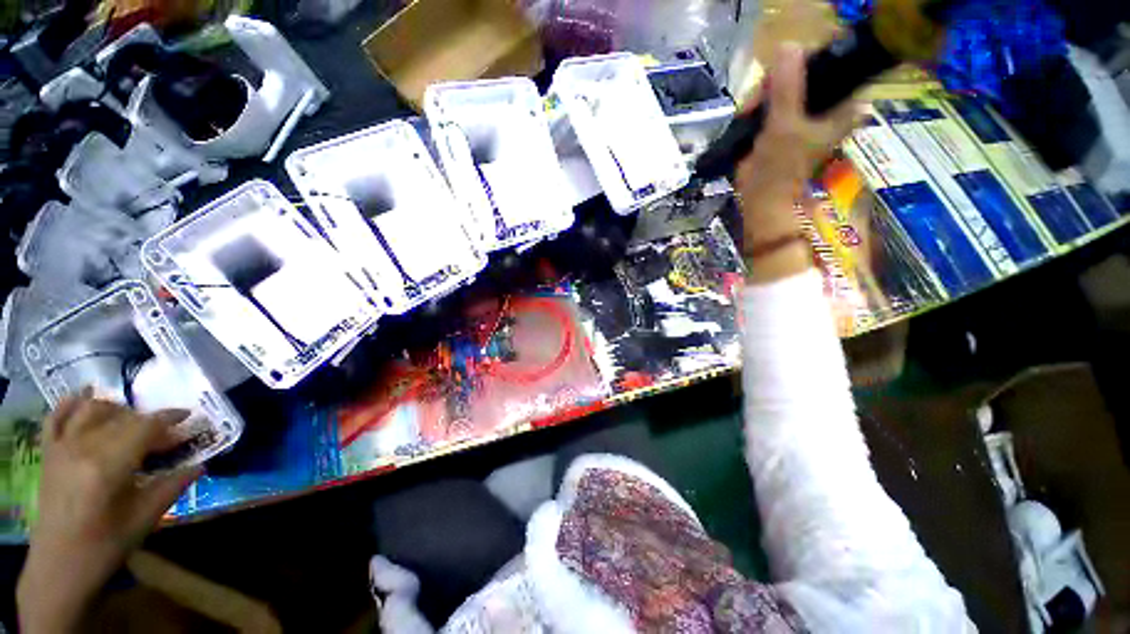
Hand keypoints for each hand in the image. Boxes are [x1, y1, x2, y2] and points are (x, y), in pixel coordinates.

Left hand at [17, 392, 200, 632]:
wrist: (59, 567)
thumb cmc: (106, 546)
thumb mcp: (145, 519)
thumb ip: (172, 486)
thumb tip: (200, 464)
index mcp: (108, 466)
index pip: (144, 427)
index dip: (169, 419)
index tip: (188, 417)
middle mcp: (82, 448)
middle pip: (121, 418)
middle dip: (148, 420)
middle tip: (166, 436)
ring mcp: (61, 449)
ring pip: (91, 410)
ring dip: (117, 409)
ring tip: (133, 420)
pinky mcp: (48, 454)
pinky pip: (56, 417)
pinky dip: (72, 403)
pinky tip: (86, 397)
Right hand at [735, 42, 860, 279]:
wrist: (761, 198)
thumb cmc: (779, 167)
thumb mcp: (784, 125)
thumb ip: (786, 87)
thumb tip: (787, 46)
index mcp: (843, 105)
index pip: (829, 65)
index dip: (802, 65)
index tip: (777, 80)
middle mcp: (829, 106)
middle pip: (804, 74)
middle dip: (776, 83)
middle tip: (756, 101)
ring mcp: (807, 116)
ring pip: (785, 87)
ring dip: (764, 95)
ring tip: (749, 111)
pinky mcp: (786, 124)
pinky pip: (774, 101)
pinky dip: (760, 104)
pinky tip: (748, 114)